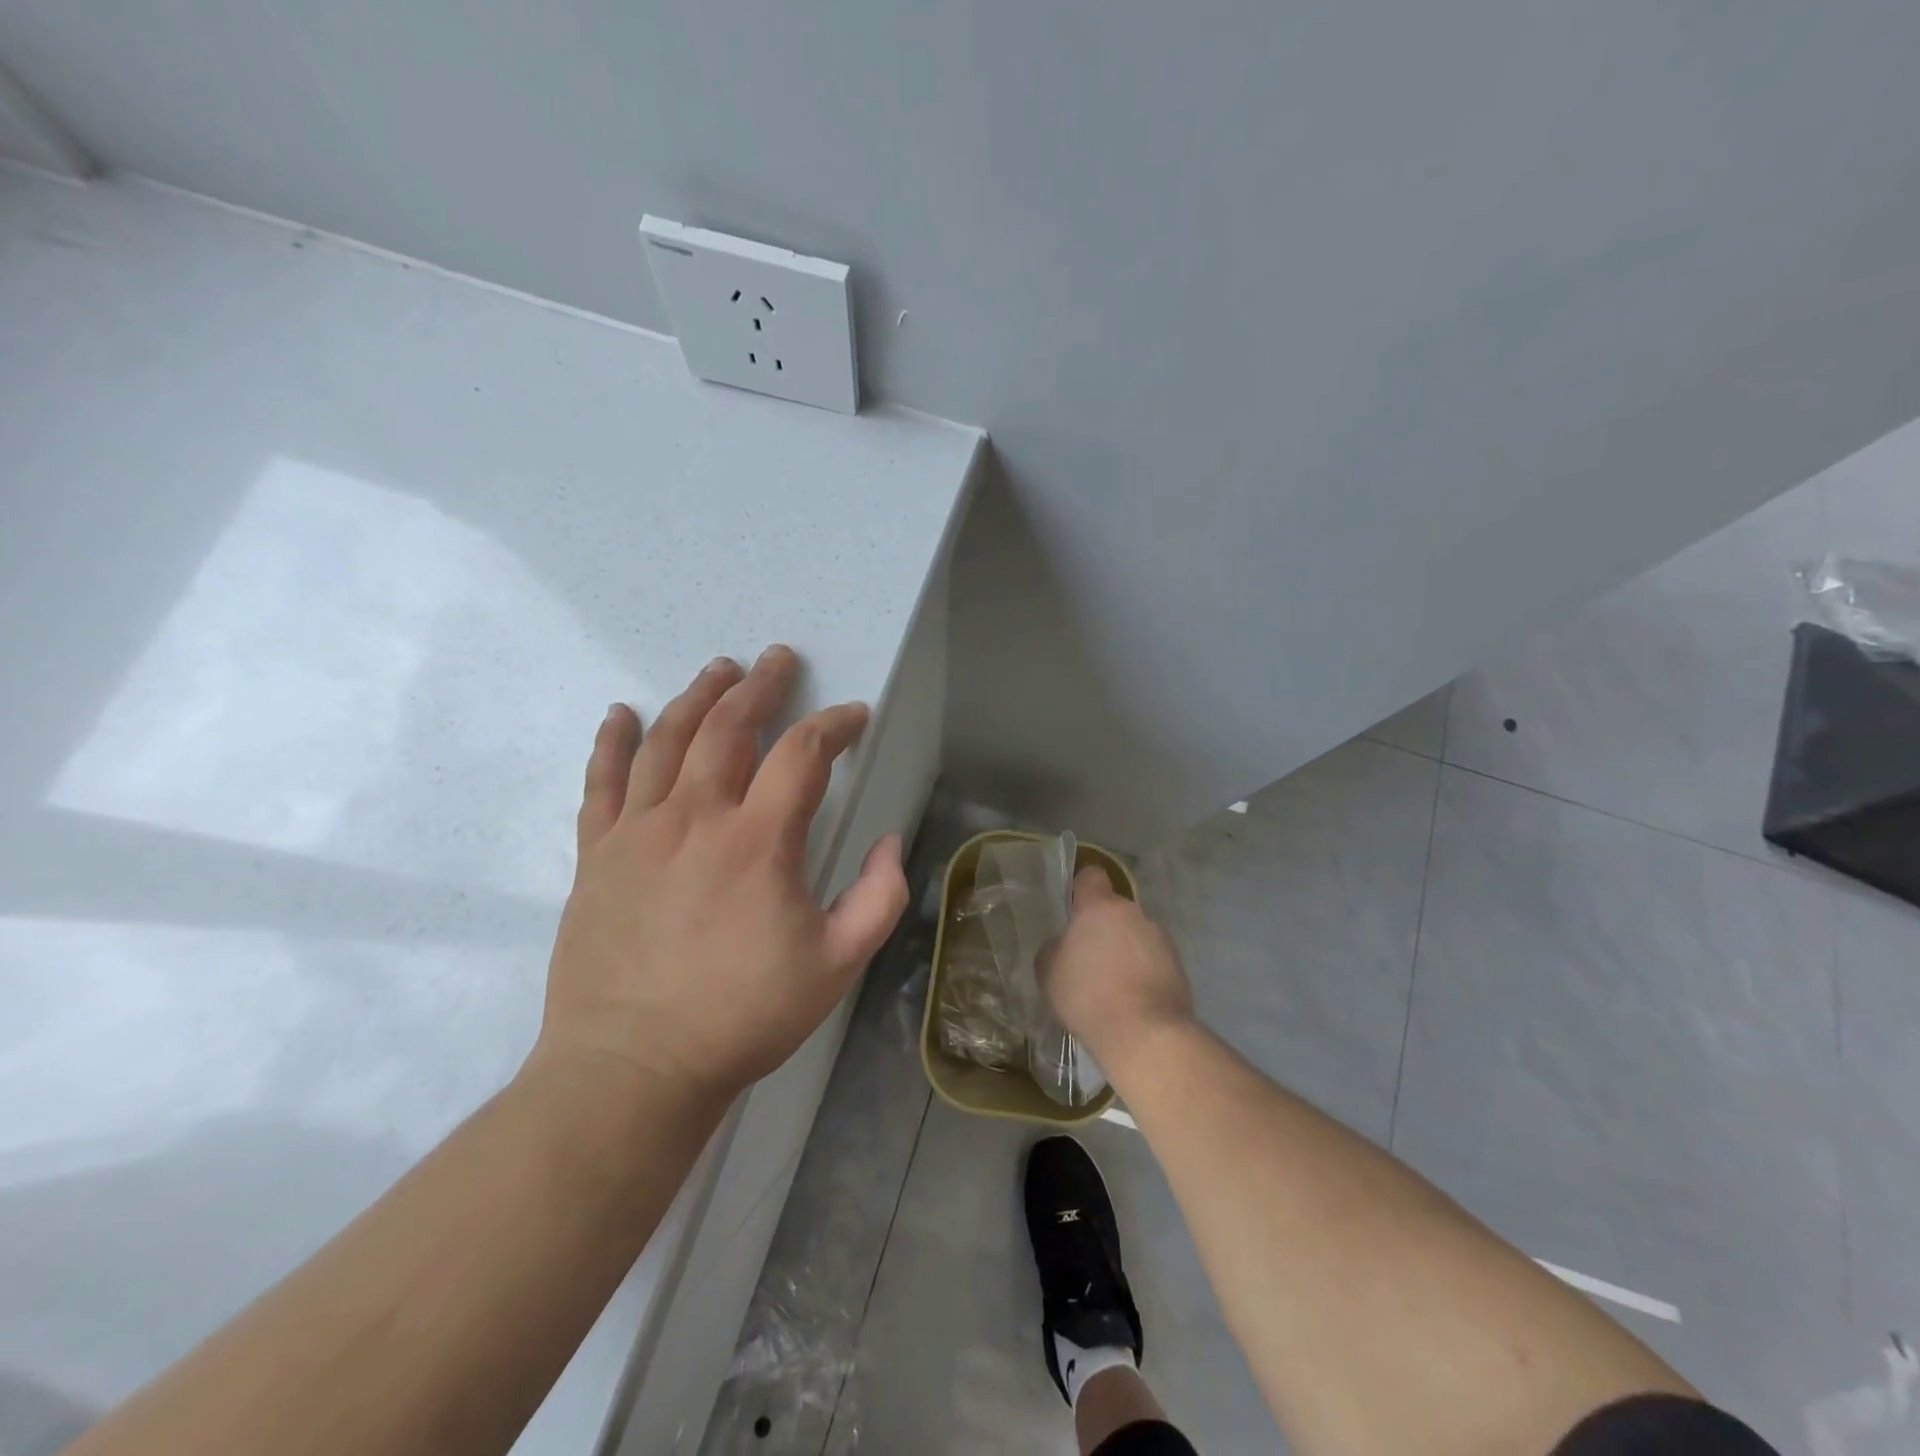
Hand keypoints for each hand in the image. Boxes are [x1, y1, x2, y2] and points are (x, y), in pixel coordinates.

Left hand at [535, 646, 908, 1103]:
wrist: (632, 1068)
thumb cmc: (742, 1016)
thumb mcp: (837, 964)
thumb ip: (879, 897)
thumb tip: (888, 842)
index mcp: (758, 840)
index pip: (802, 754)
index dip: (835, 725)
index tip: (854, 716)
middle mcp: (696, 817)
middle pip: (729, 727)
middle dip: (760, 686)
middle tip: (777, 659)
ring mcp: (637, 831)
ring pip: (667, 741)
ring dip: (698, 697)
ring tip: (719, 669)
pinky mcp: (596, 855)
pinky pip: (601, 783)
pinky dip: (611, 742)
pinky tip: (620, 713)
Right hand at [1041, 866, 1194, 1071]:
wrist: (1144, 1034)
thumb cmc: (1087, 995)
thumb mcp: (1049, 971)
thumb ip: (1055, 948)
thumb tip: (1065, 945)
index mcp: (1099, 907)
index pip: (1092, 876)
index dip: (1082, 888)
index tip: (1074, 910)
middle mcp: (1133, 913)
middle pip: (1114, 911)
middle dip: (1103, 929)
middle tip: (1089, 960)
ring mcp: (1160, 938)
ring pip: (1135, 935)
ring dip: (1125, 951)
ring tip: (1113, 986)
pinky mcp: (1178, 965)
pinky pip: (1153, 959)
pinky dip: (1143, 972)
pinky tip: (1133, 1000)